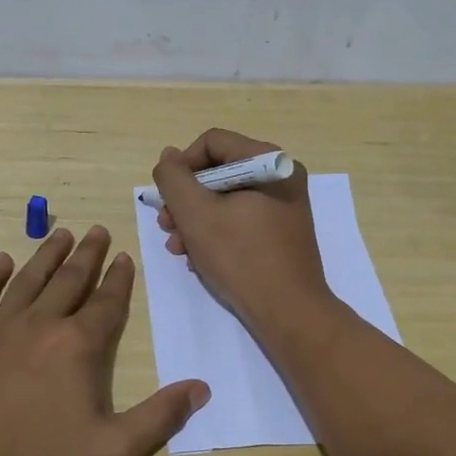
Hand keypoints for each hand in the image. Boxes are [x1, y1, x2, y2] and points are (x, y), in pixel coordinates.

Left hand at [0, 225, 208, 455]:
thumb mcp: (112, 452)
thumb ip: (160, 417)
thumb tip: (201, 388)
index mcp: (77, 345)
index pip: (106, 302)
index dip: (119, 278)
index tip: (124, 257)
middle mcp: (39, 323)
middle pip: (69, 279)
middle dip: (88, 254)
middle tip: (98, 230)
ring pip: (27, 279)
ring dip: (47, 254)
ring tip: (62, 234)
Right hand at [152, 128, 335, 332]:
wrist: (289, 312)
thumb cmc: (241, 257)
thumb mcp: (196, 214)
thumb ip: (174, 178)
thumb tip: (169, 156)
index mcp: (267, 161)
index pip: (212, 142)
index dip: (182, 166)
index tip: (168, 198)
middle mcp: (280, 175)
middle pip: (218, 171)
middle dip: (186, 200)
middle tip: (166, 227)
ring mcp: (284, 204)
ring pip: (226, 198)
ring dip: (195, 220)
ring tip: (178, 249)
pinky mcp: (281, 231)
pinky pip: (240, 218)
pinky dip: (216, 233)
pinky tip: (199, 259)